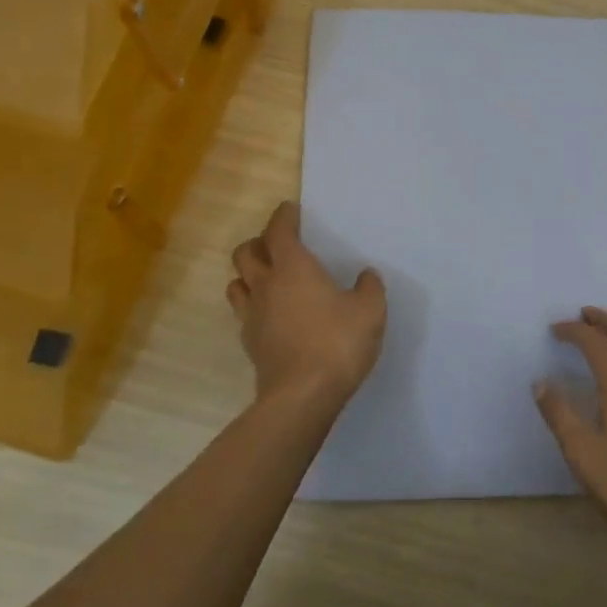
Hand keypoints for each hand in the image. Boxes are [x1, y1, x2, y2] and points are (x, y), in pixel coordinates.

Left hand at [227, 202, 386, 405]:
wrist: (302, 396)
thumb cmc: (338, 343)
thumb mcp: (370, 311)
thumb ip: (369, 288)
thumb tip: (366, 275)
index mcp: (294, 268)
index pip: (278, 231)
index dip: (282, 217)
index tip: (290, 209)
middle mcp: (266, 285)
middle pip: (246, 252)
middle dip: (259, 242)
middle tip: (278, 244)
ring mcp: (253, 315)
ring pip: (236, 282)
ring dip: (248, 273)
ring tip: (267, 277)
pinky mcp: (249, 343)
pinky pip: (243, 313)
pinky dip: (253, 305)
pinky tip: (271, 314)